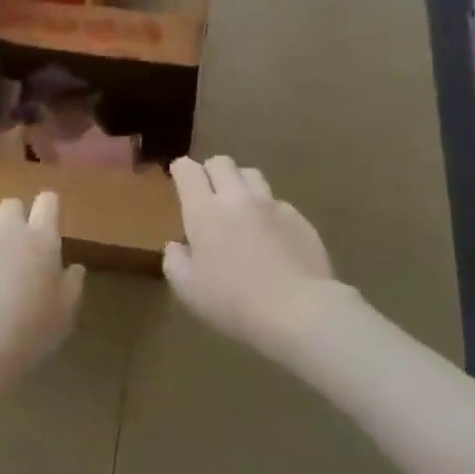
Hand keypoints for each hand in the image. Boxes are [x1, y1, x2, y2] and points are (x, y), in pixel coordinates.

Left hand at [0, 192, 85, 377]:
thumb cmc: (30, 330)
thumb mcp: (65, 313)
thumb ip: (71, 284)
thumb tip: (73, 268)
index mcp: (41, 239)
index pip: (48, 202)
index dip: (48, 206)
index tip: (48, 219)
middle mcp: (6, 230)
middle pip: (11, 205)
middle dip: (15, 219)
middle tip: (17, 251)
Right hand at [164, 156, 341, 357]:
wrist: (298, 311)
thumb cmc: (232, 301)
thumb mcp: (187, 289)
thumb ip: (174, 261)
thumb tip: (177, 246)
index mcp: (204, 211)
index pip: (188, 171)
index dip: (181, 169)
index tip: (178, 176)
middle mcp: (237, 199)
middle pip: (222, 162)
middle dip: (210, 170)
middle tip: (208, 192)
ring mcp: (272, 206)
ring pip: (252, 175)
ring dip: (240, 184)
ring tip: (239, 207)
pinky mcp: (299, 220)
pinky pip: (278, 203)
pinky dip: (267, 211)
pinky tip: (270, 235)